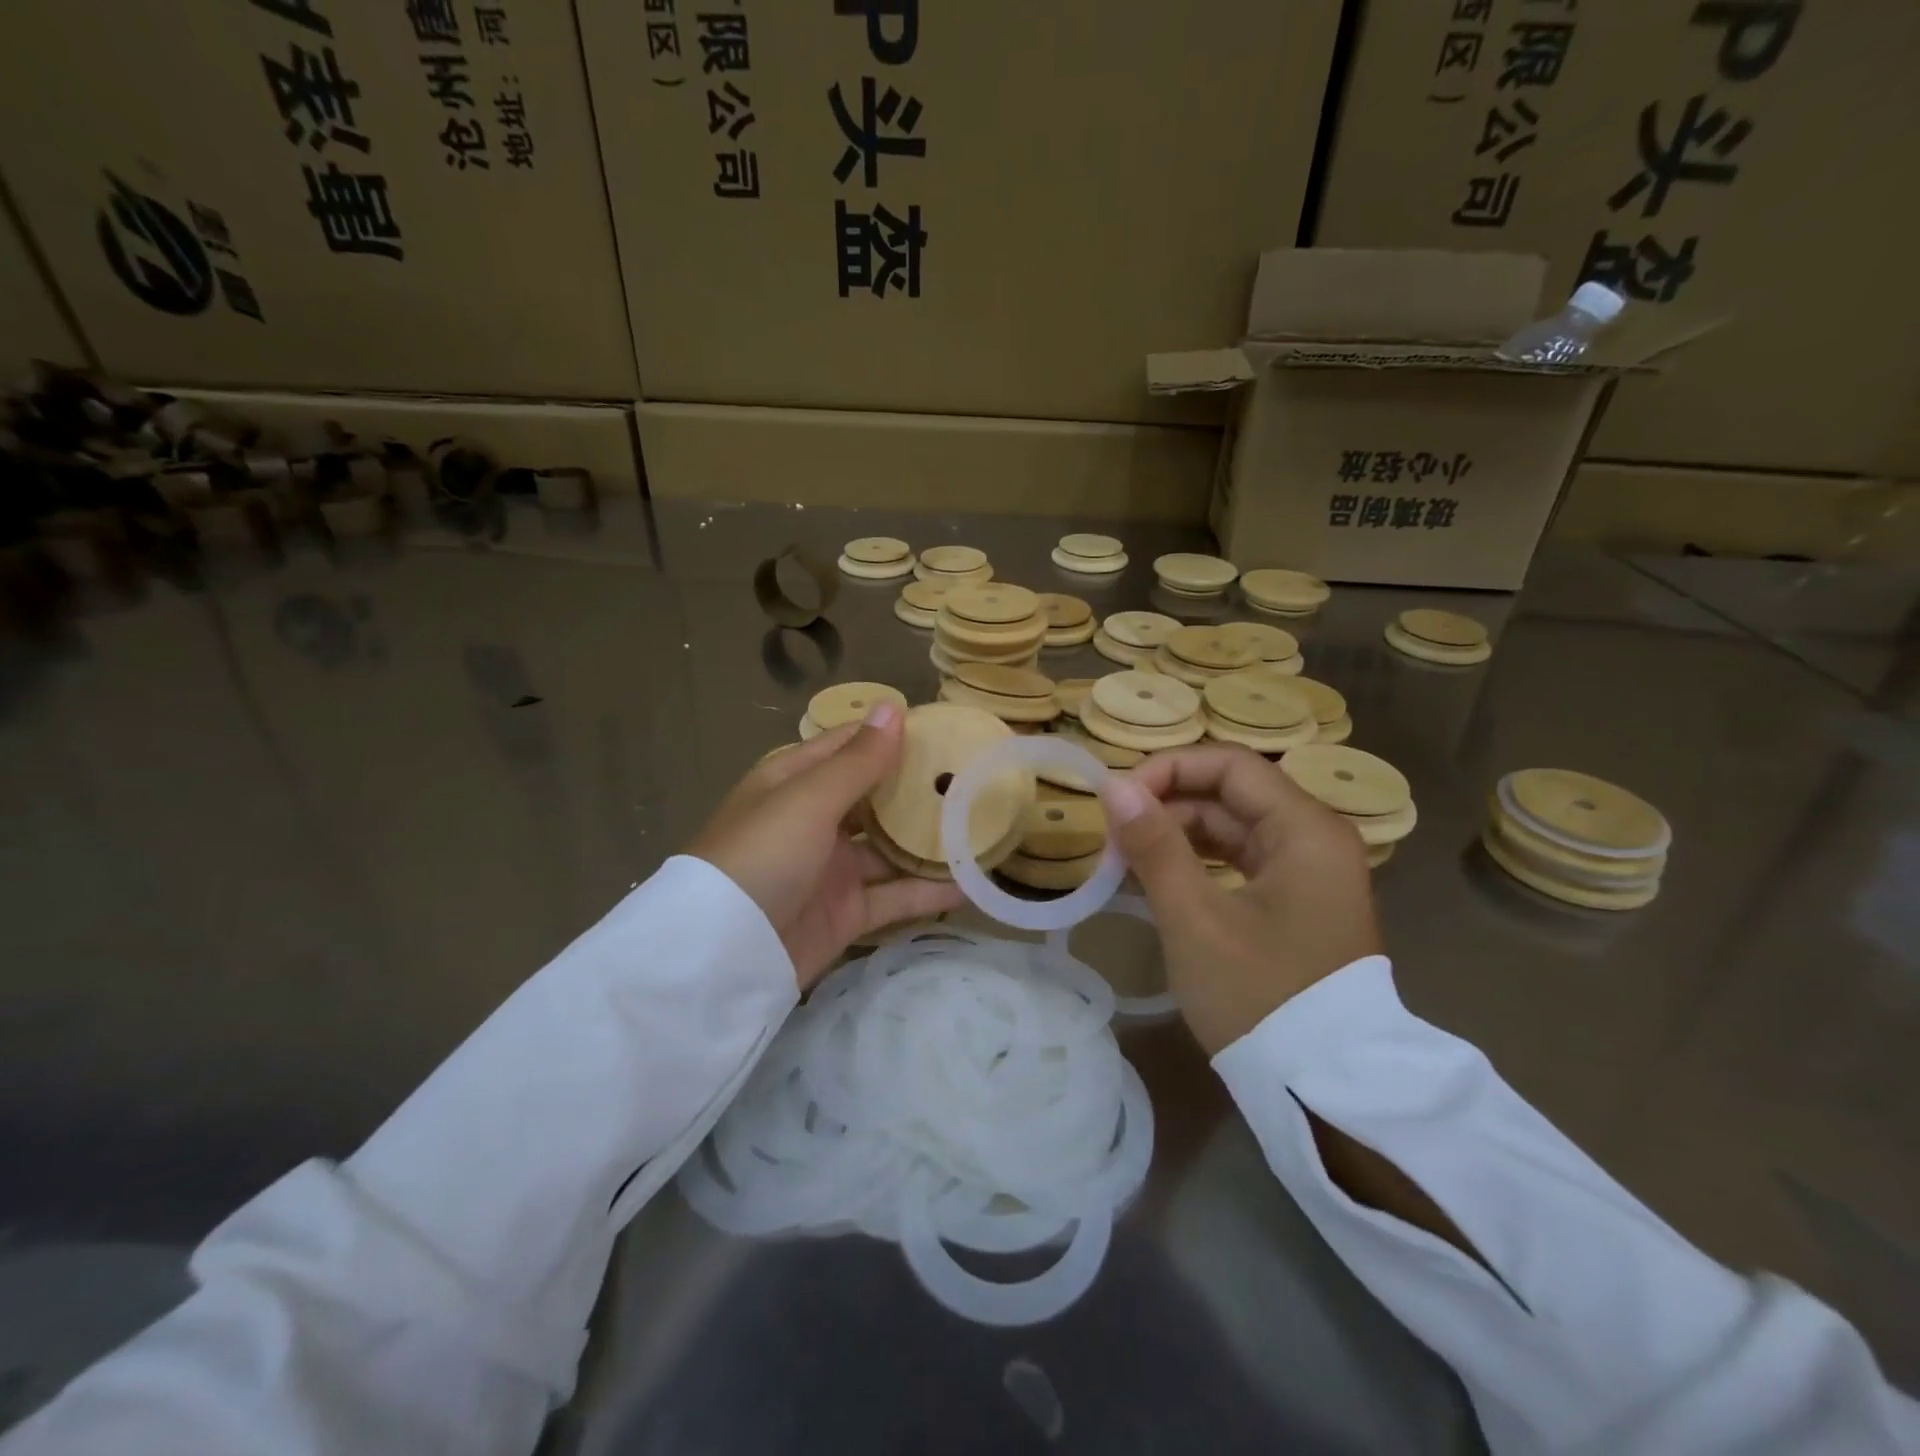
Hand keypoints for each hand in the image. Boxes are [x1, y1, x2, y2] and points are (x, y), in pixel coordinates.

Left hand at [689, 703, 963, 988]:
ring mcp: (832, 868)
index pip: (850, 746)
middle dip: (919, 789)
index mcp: (796, 781)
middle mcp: (815, 820)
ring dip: (929, 842)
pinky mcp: (847, 912)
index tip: (944, 730)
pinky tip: (969, 884)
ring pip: (890, 849)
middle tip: (976, 778)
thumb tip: (892, 706)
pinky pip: (894, 896)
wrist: (722, 954)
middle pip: (875, 797)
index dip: (892, 736)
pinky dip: (927, 891)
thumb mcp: (809, 800)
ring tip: (983, 828)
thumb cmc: (763, 855)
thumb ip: (858, 760)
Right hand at [1098, 745, 1381, 1053]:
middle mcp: (1316, 838)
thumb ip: (1154, 845)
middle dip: (1168, 804)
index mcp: (1306, 829)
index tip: (1117, 800)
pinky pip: (1241, 860)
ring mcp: (1310, 872)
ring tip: (1126, 855)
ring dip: (1178, 834)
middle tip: (1113, 834)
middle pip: (1232, 793)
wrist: (1324, 1091)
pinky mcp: (1298, 902)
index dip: (1168, 770)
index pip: (1230, 765)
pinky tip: (1158, 877)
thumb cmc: (1259, 997)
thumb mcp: (1195, 919)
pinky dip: (1198, 862)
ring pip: (1234, 827)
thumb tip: (1113, 786)